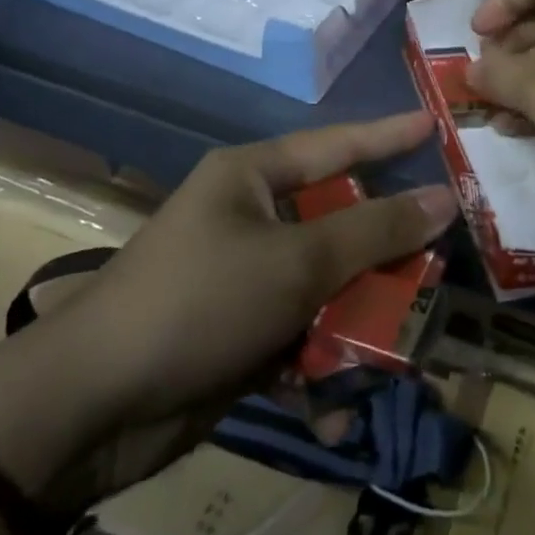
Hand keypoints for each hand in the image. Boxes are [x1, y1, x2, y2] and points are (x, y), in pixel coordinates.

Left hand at [60, 112, 457, 432]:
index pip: (336, 145)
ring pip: (327, 287)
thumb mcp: (296, 263)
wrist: (91, 407)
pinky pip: (300, 337)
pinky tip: (334, 411)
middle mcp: (250, 219)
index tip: (433, 124)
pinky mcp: (240, 334)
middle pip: (339, 225)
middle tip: (439, 268)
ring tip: (400, 356)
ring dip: (358, 325)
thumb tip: (443, 198)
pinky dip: (319, 370)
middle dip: (385, 257)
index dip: (388, 135)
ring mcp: (245, 278)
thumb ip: (374, 231)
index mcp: (252, 178)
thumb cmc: (200, 302)